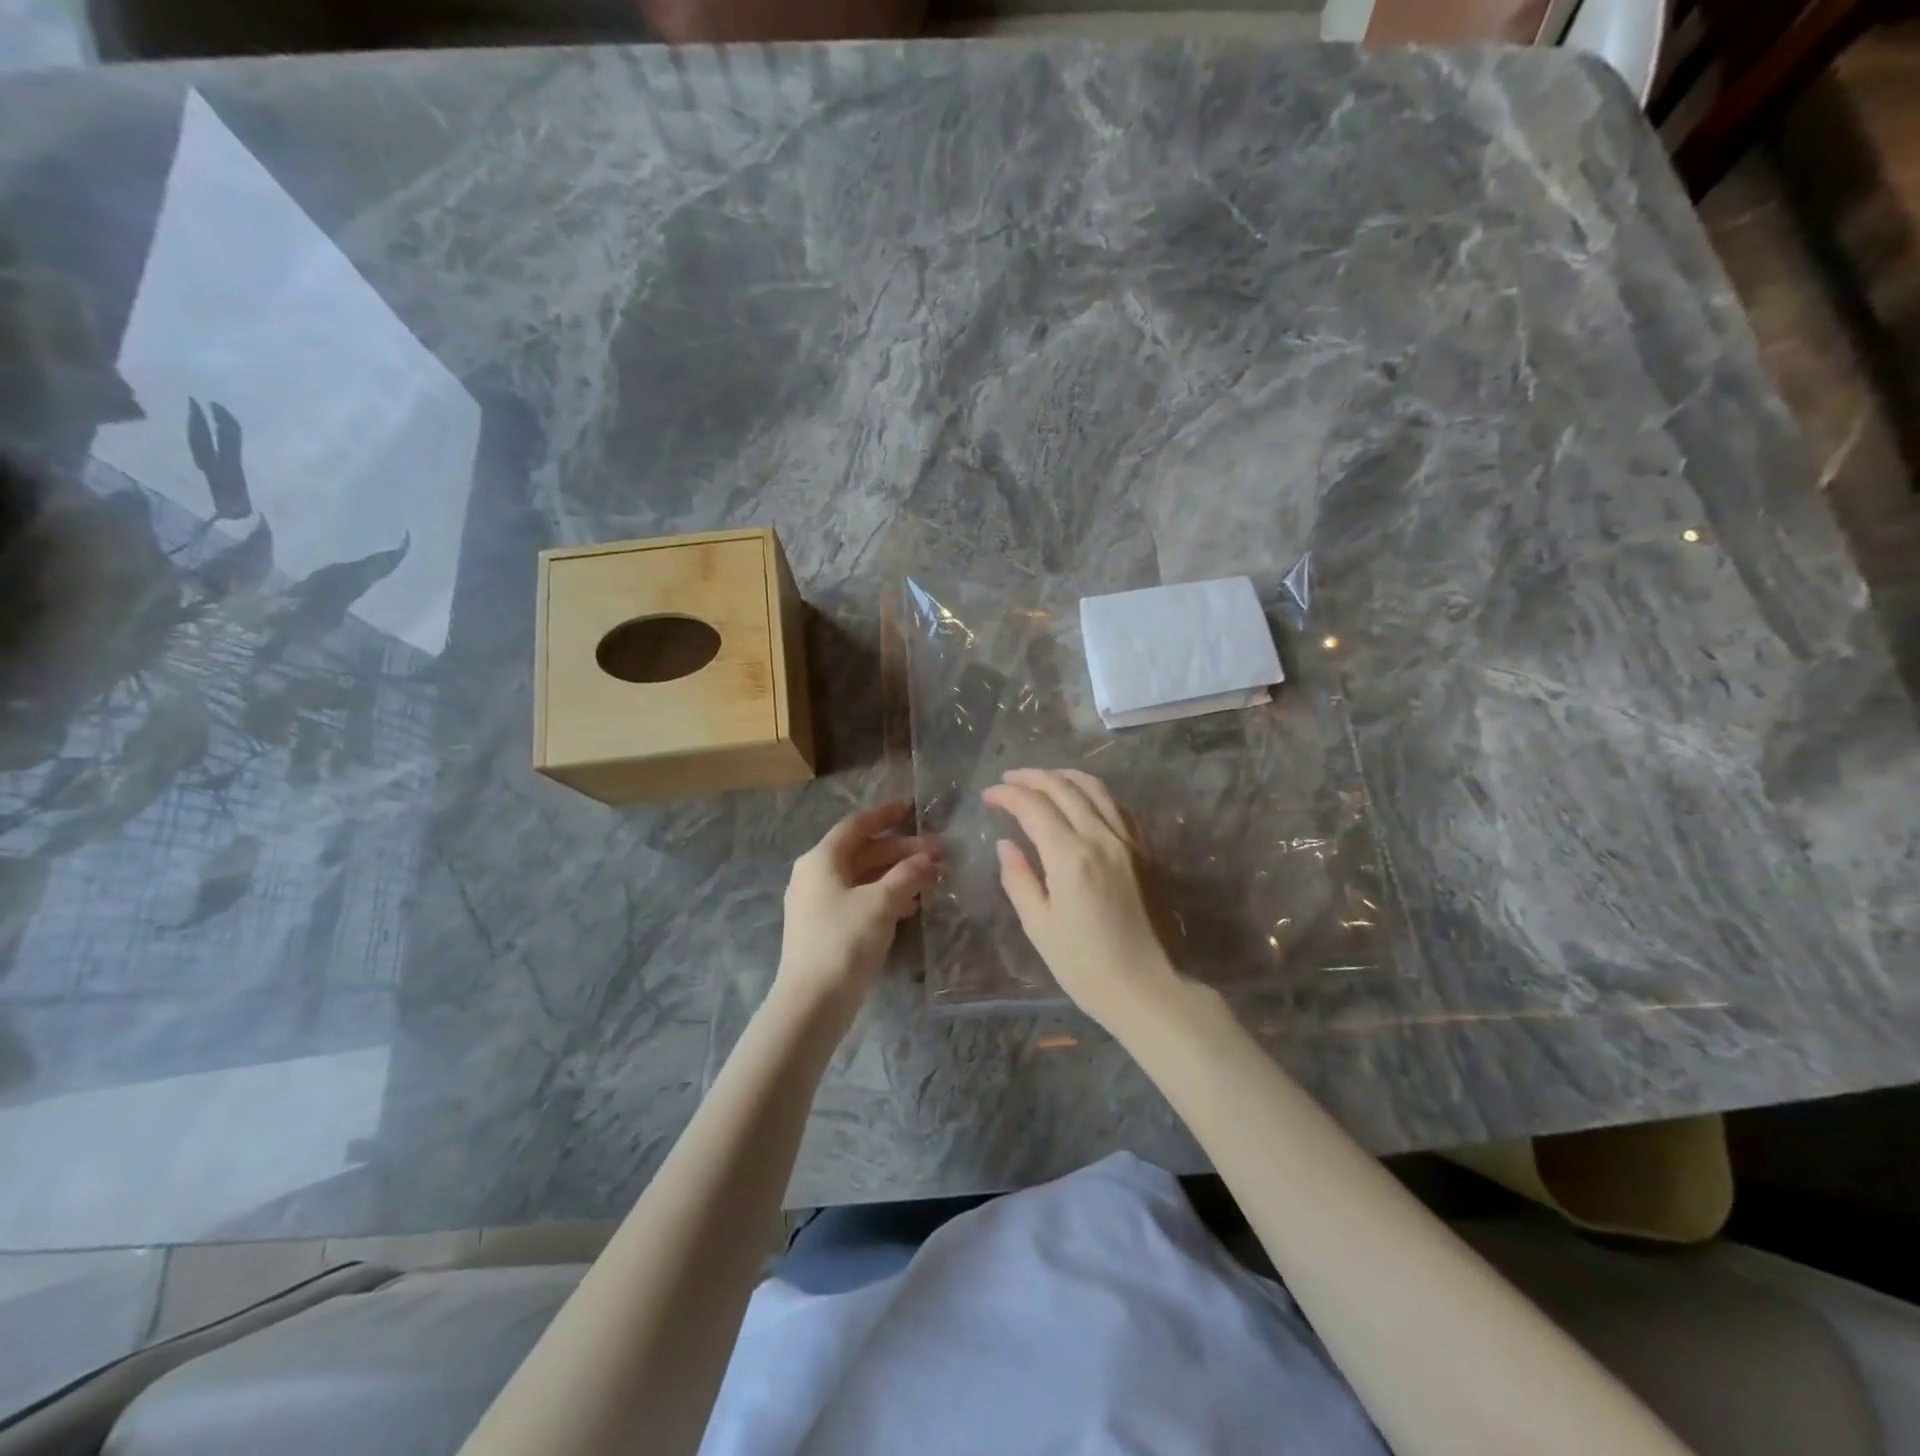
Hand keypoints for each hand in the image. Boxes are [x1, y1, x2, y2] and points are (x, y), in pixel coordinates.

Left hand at [776, 802, 939, 1016]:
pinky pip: (860, 900)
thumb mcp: (881, 903)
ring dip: (897, 875)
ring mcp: (818, 904)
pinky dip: (886, 897)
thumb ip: (907, 876)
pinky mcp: (826, 929)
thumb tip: (927, 859)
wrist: (811, 1003)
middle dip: (901, 851)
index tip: (912, 809)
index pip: (856, 825)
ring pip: (863, 878)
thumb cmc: (844, 941)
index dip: (885, 815)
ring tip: (932, 880)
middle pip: (863, 852)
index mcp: (821, 860)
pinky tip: (912, 907)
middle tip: (939, 853)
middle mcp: (815, 876)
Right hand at [983, 768, 1183, 1031]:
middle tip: (1009, 779)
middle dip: (1033, 777)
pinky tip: (1084, 800)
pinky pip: (1118, 807)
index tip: (988, 796)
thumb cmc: (1086, 967)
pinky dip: (1095, 793)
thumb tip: (1006, 845)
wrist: (1151, 989)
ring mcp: (1129, 841)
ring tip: (1044, 779)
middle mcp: (1102, 837)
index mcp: (1071, 856)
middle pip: (1064, 788)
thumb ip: (1019, 880)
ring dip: (1065, 777)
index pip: (1033, 806)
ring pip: (1096, 789)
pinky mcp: (1146, 851)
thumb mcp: (1040, 927)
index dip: (1007, 795)